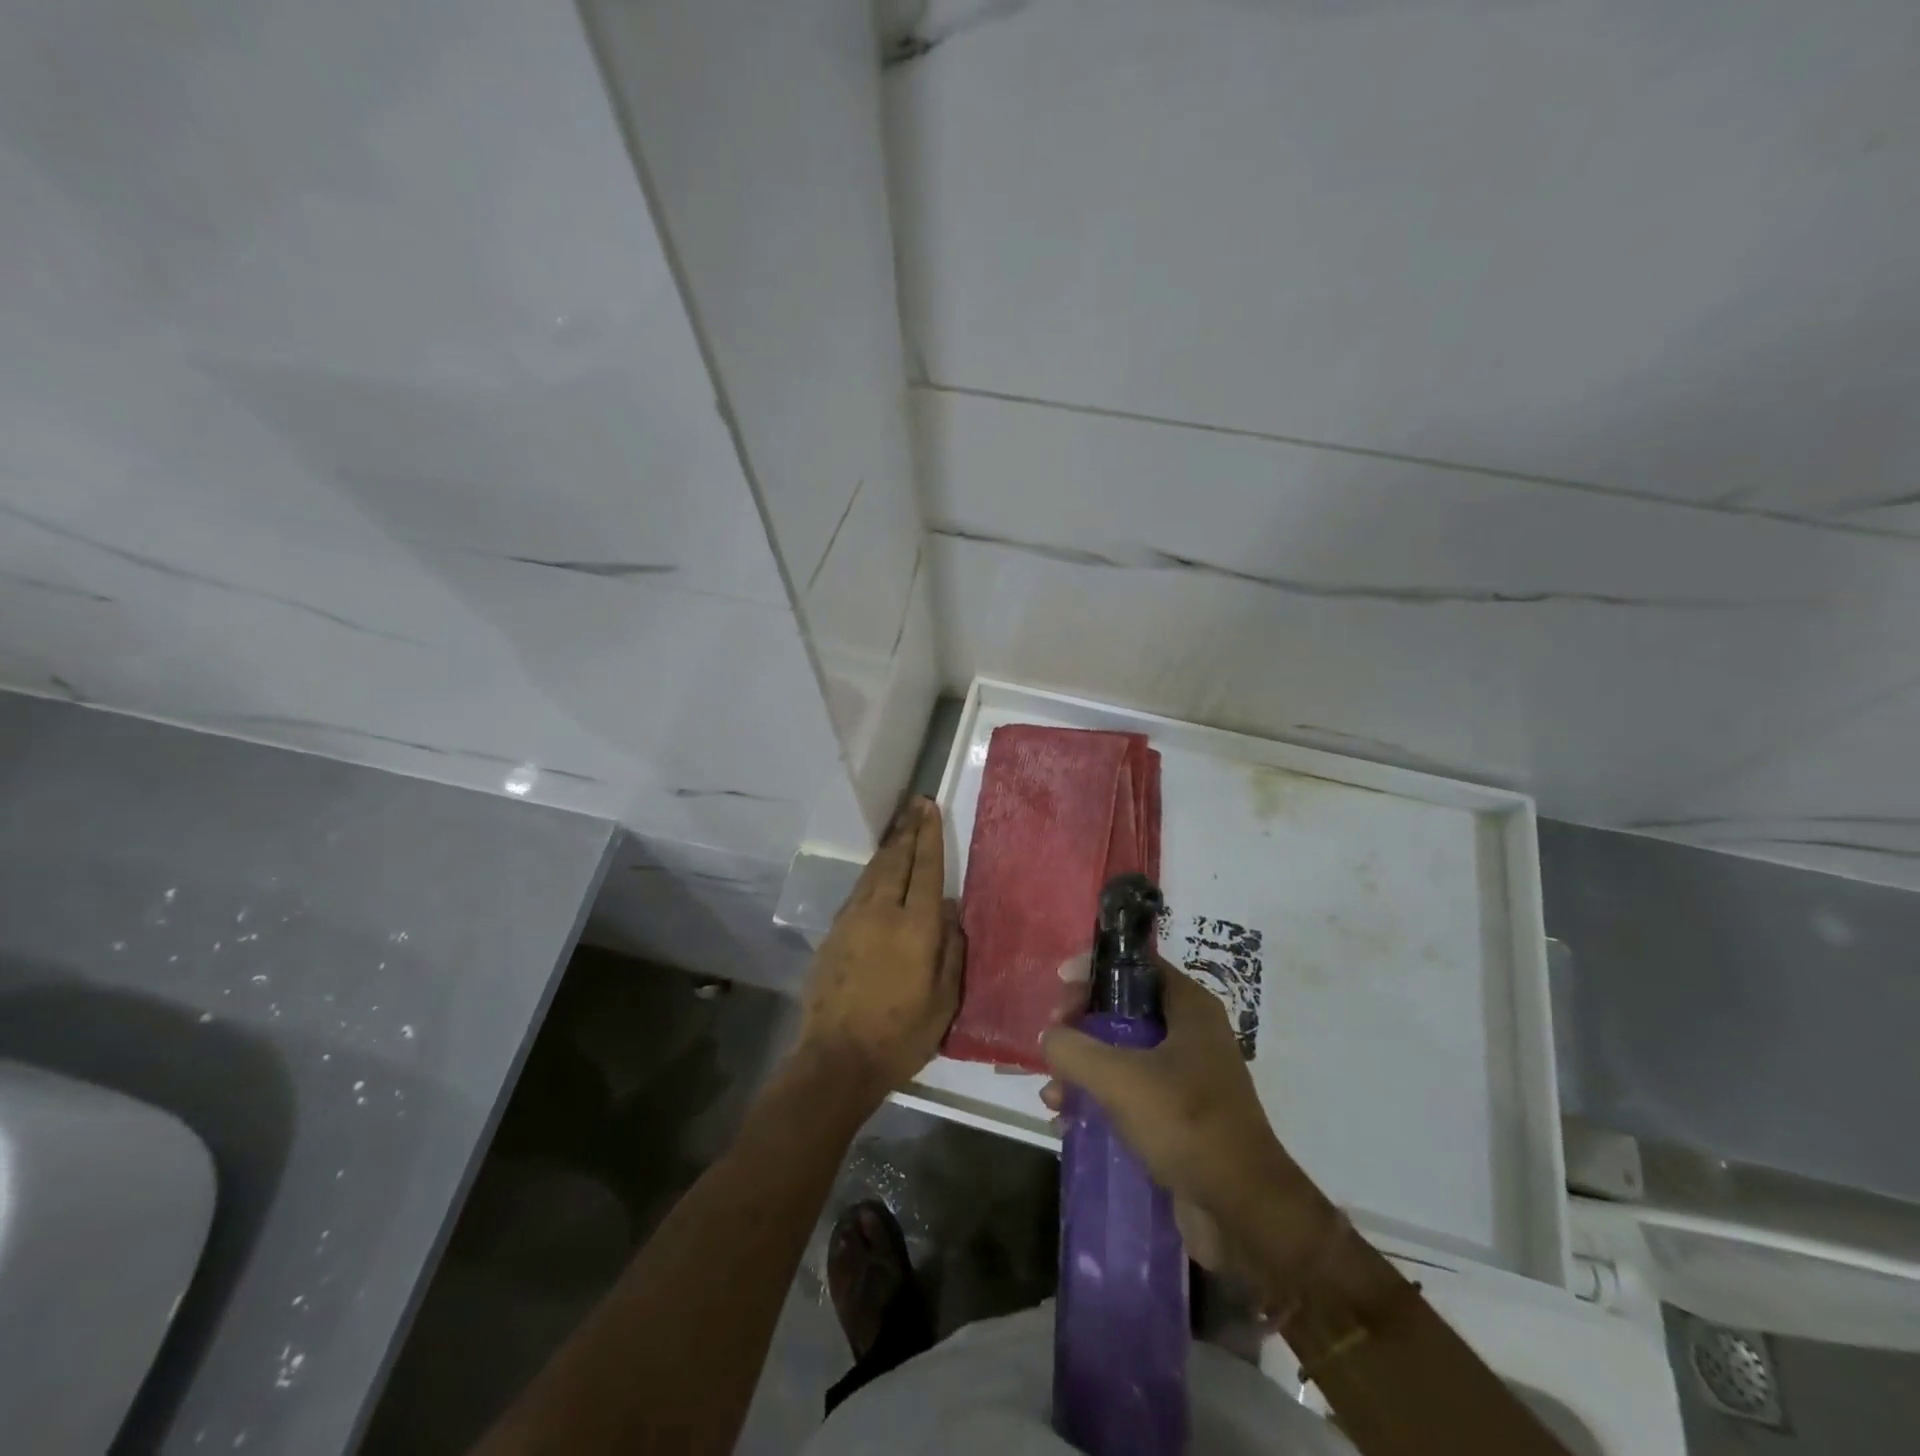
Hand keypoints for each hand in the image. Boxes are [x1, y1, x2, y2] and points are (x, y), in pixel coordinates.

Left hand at [798, 798, 962, 1105]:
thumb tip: (951, 910)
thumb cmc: (901, 1036)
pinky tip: (877, 870)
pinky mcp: (833, 933)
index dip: (929, 836)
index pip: (926, 869)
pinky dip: (872, 872)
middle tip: (915, 804)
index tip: (930, 808)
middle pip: (896, 860)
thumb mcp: (944, 1001)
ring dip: (888, 847)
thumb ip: (951, 949)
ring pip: (873, 872)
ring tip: (899, 827)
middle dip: (907, 830)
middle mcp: (882, 912)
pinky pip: (858, 890)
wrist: (836, 1059)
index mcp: (916, 927)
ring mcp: (852, 920)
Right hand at [1040, 958, 1327, 1260]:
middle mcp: (1190, 1035)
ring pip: (1122, 1055)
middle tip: (1052, 1038)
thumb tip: (1049, 1038)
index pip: (1138, 965)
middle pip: (1124, 1009)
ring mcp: (1185, 1078)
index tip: (1060, 984)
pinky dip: (1098, 1101)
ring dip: (1083, 1069)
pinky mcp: (1178, 1118)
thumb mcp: (1120, 1079)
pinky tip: (1067, 1122)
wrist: (1244, 1212)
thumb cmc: (1186, 1123)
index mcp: (1189, 1009)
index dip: (1096, 968)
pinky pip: (1129, 1095)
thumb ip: (1075, 1049)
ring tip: (1052, 1093)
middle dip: (1082, 1024)